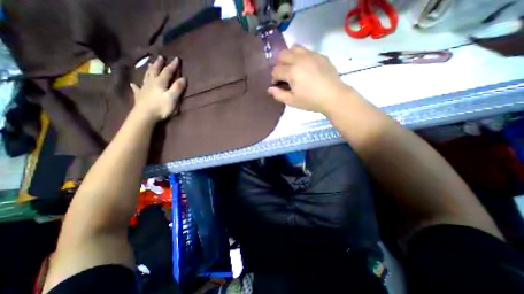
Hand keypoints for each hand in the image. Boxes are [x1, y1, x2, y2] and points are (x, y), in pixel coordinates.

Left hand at [130, 55, 186, 122]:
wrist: (145, 115)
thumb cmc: (161, 107)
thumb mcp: (172, 97)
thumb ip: (177, 87)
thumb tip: (183, 78)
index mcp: (160, 82)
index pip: (167, 71)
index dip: (172, 65)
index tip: (176, 59)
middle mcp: (151, 83)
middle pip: (155, 71)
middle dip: (159, 64)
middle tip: (160, 57)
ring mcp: (144, 89)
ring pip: (147, 76)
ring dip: (149, 70)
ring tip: (149, 64)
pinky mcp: (140, 96)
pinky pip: (137, 88)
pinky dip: (135, 85)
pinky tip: (133, 84)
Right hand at [270, 43, 350, 112]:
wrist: (333, 96)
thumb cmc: (311, 101)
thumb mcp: (292, 101)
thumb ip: (278, 95)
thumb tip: (270, 89)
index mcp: (292, 72)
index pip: (276, 70)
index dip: (274, 78)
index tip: (278, 85)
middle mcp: (299, 59)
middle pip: (282, 55)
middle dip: (279, 64)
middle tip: (284, 75)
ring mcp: (311, 55)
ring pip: (294, 48)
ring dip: (289, 57)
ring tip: (293, 68)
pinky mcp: (320, 55)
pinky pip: (307, 50)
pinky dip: (301, 57)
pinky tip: (306, 67)